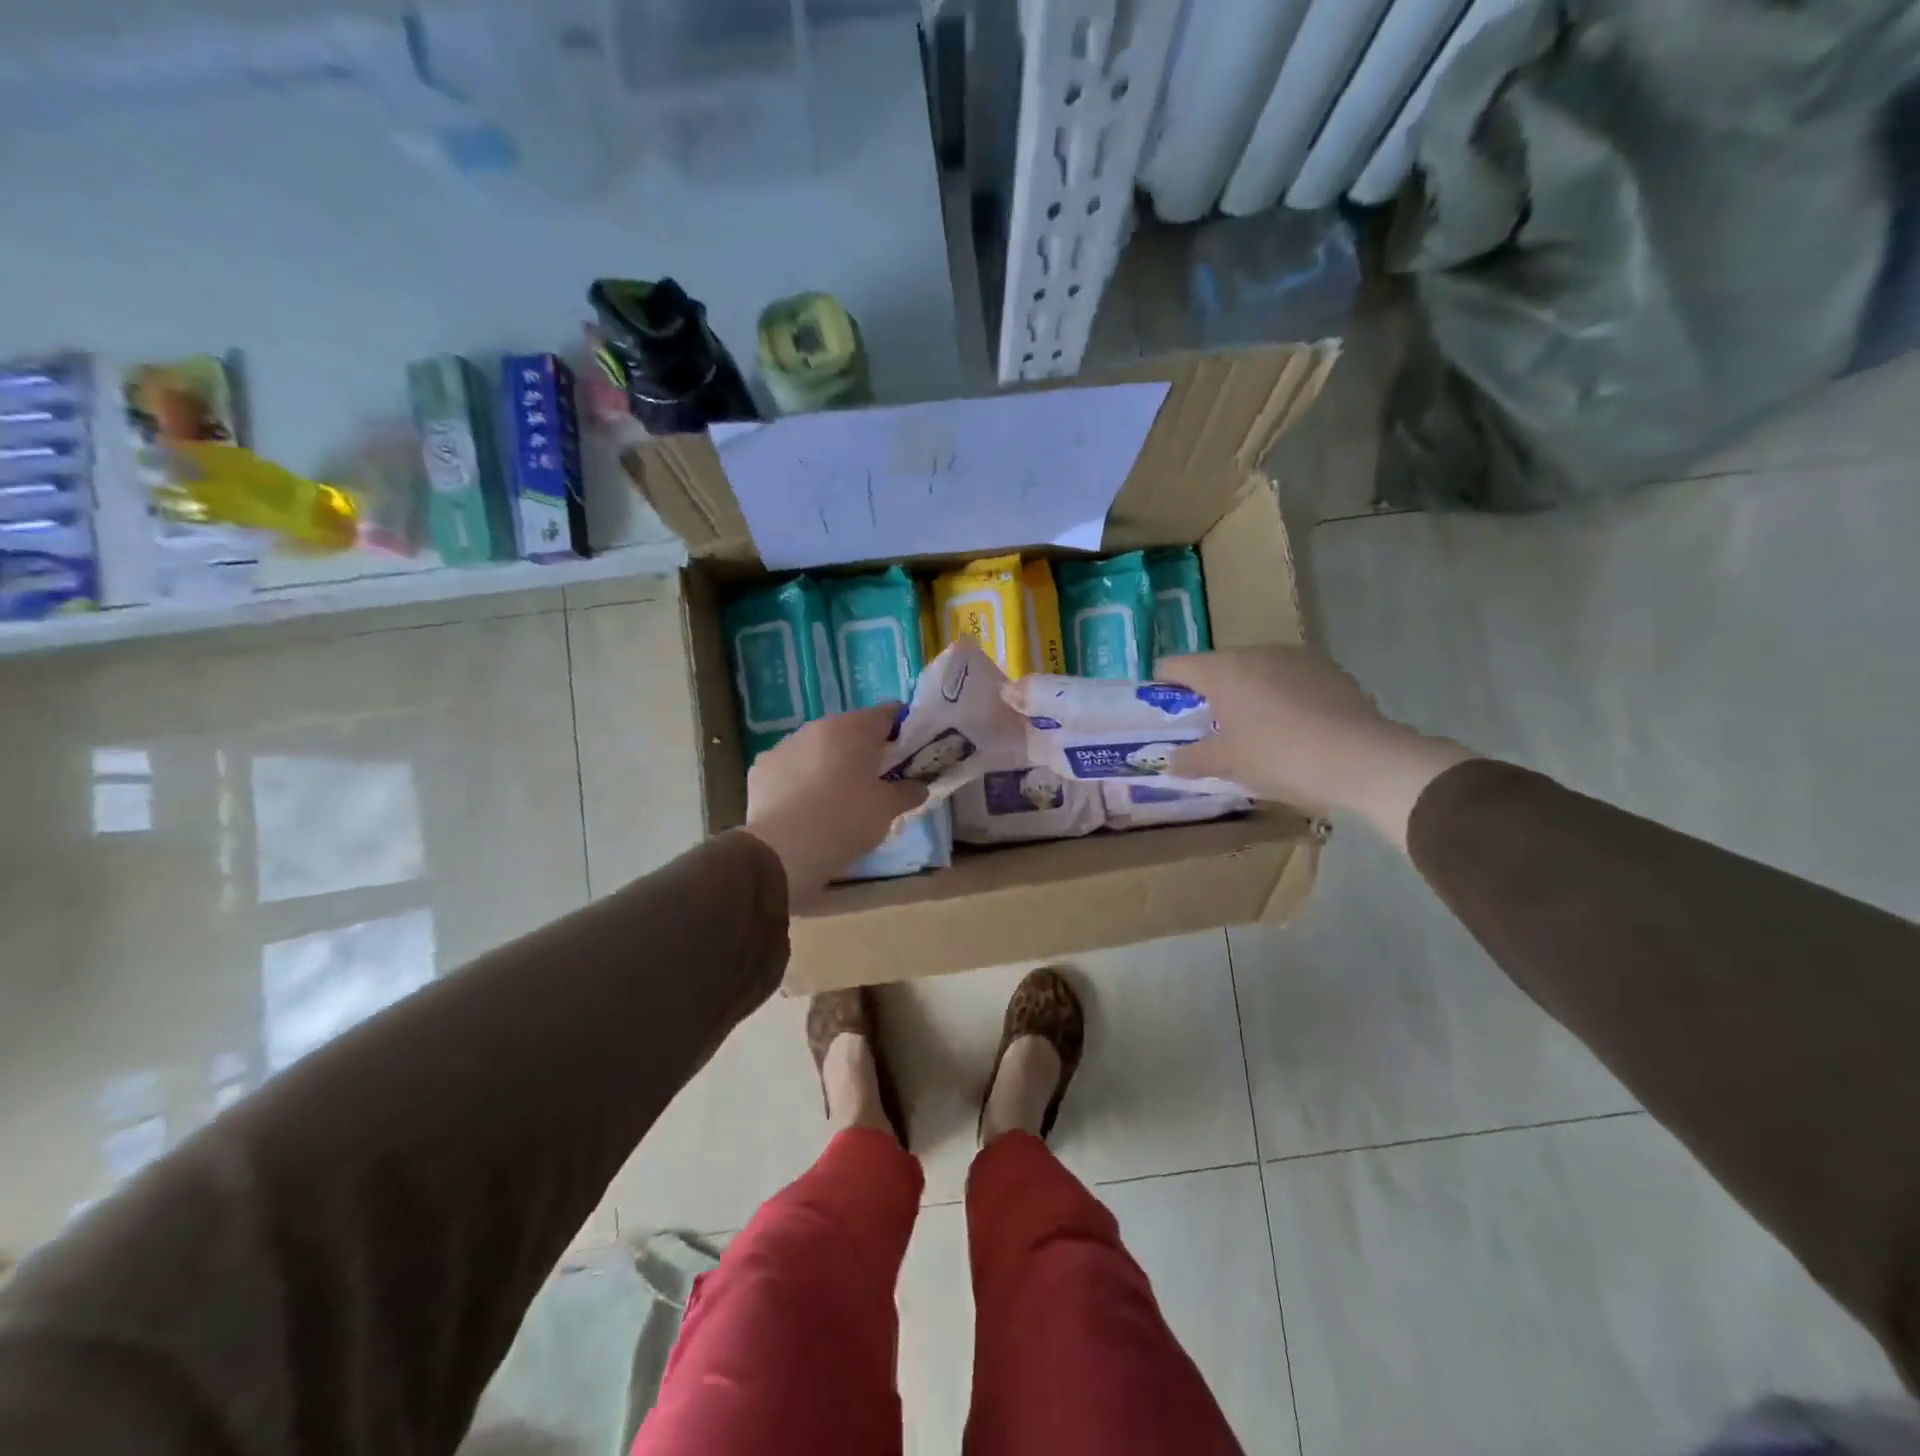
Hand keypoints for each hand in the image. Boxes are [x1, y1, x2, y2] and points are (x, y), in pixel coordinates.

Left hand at [745, 704, 929, 906]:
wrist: (783, 850)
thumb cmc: (846, 819)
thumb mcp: (888, 809)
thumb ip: (908, 792)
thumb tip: (919, 786)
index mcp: (854, 728)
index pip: (888, 713)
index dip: (903, 730)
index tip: (909, 753)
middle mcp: (818, 726)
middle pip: (850, 730)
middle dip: (864, 750)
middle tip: (876, 781)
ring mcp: (784, 745)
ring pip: (817, 748)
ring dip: (830, 764)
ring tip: (837, 799)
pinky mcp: (761, 769)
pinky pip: (790, 768)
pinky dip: (800, 780)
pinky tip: (805, 808)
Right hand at [1159, 647, 1474, 847]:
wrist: (1362, 758)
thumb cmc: (1279, 756)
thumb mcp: (1227, 764)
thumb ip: (1192, 759)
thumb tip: (1169, 761)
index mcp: (1222, 670)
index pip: (1175, 665)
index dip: (1162, 685)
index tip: (1161, 708)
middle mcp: (1256, 652)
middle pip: (1218, 667)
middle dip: (1208, 694)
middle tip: (1207, 728)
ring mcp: (1296, 657)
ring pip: (1257, 672)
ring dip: (1247, 694)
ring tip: (1253, 730)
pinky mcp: (1329, 670)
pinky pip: (1290, 680)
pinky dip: (1282, 698)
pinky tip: (1293, 729)